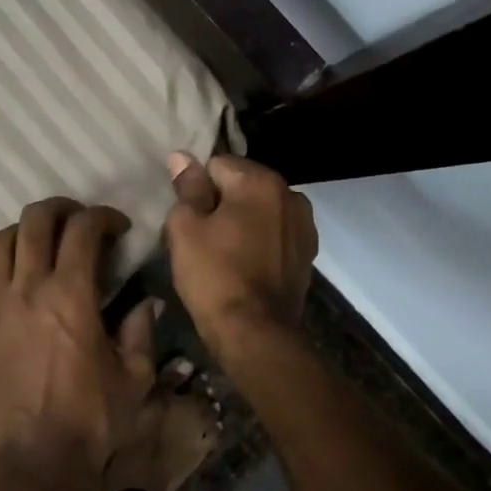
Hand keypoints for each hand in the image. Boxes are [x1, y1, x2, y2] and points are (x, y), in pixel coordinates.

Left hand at [0, 198, 156, 490]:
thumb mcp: (135, 379)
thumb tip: (145, 303)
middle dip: (63, 210)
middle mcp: (27, 289)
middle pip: (35, 220)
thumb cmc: (91, 422)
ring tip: (45, 247)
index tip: (118, 229)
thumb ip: (141, 331)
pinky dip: (5, 267)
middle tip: (81, 224)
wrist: (33, 462)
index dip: (104, 217)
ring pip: (0, 242)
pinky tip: (20, 286)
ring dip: (27, 233)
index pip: (83, 229)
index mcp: (71, 295)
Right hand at [165, 153, 316, 359]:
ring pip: (261, 210)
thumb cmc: (214, 276)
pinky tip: (245, 264)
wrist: (255, 332)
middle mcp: (291, 194)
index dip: (196, 188)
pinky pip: (275, 234)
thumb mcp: (186, 229)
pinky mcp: (307, 253)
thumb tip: (182, 157)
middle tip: (200, 236)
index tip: (187, 216)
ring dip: (243, 221)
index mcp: (261, 181)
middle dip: (221, 202)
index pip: (217, 165)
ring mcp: (304, 225)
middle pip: (243, 185)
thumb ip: (187, 188)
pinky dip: (260, 241)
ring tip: (223, 252)